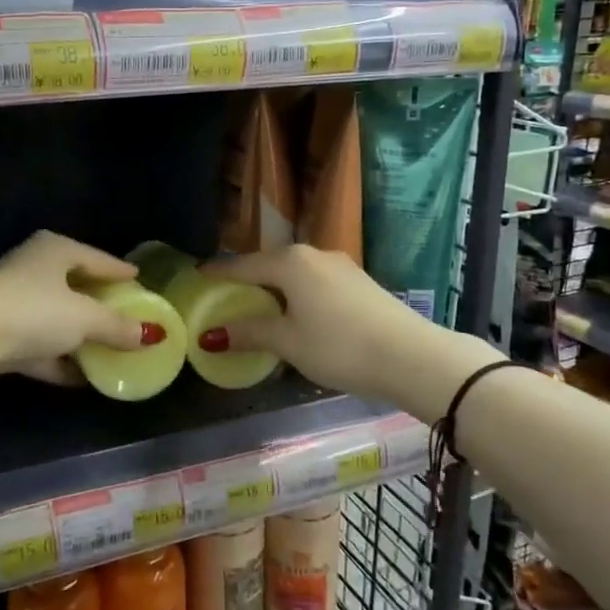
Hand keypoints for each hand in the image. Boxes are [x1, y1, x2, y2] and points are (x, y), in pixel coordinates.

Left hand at [0, 230, 151, 385]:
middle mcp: (33, 268)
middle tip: (128, 315)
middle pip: (76, 286)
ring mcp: (13, 301)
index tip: (139, 280)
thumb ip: (118, 326)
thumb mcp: (85, 318)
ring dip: (80, 336)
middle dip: (101, 305)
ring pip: (57, 317)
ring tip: (111, 350)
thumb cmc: (34, 311)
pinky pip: (40, 344)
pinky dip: (60, 358)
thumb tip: (150, 335)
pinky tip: (83, 376)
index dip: (120, 271)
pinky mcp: (0, 334)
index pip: (97, 258)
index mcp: (54, 250)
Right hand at [198, 244, 436, 403]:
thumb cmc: (340, 346)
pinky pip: (314, 282)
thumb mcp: (288, 342)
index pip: (242, 265)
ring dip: (273, 288)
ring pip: (294, 273)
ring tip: (257, 307)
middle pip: (269, 265)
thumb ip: (249, 333)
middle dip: (246, 280)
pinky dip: (296, 294)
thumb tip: (210, 336)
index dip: (218, 274)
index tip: (197, 277)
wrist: (412, 356)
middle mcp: (314, 254)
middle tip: (224, 296)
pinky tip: (296, 313)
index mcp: (290, 262)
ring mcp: (340, 266)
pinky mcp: (359, 281)